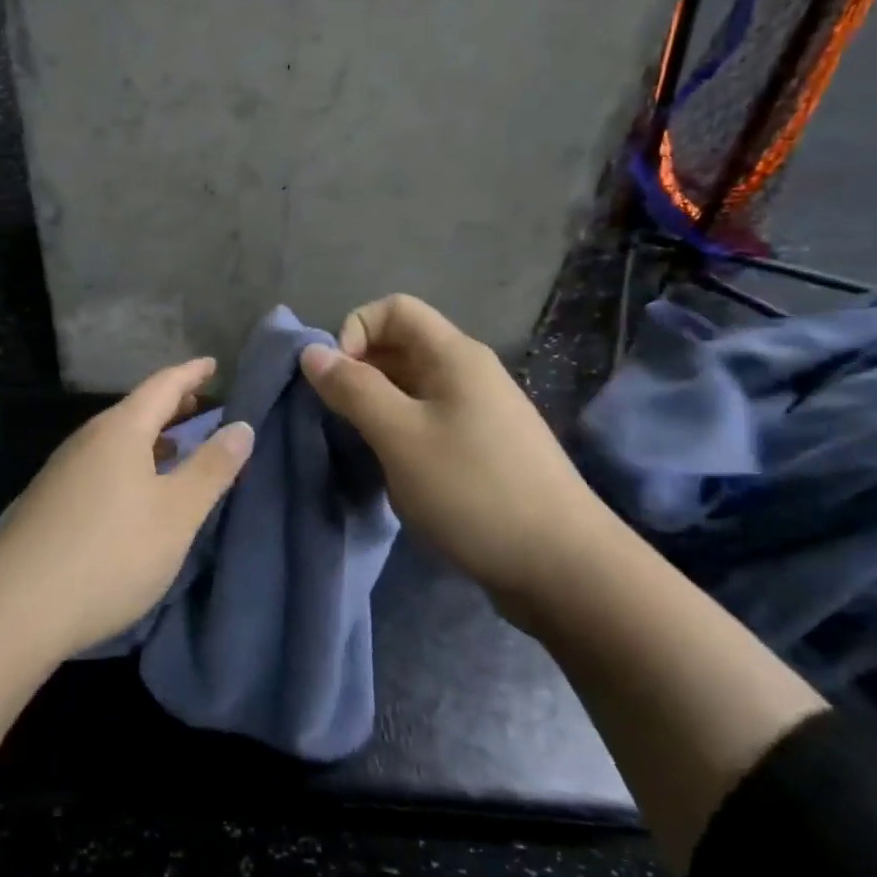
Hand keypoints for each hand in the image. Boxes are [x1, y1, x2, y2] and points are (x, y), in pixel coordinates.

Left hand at [0, 358, 254, 660]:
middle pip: (136, 409)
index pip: (162, 385)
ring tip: (176, 444)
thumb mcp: (176, 514)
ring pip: (116, 438)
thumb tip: (241, 426)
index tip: (213, 364)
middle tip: (203, 404)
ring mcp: (63, 470)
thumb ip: (211, 468)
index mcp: (120, 430)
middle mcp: (87, 439)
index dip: (191, 373)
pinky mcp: (50, 500)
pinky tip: (136, 489)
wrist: (15, 608)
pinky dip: (129, 461)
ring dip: (150, 435)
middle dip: (171, 404)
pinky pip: (100, 463)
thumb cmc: (111, 553)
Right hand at [299, 294, 606, 600]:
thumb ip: (353, 389)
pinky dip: (400, 431)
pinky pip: (429, 420)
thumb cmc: (473, 490)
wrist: (564, 567)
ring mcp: (481, 412)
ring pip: (412, 387)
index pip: (394, 308)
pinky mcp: (484, 449)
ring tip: (361, 445)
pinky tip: (394, 468)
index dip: (355, 330)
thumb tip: (312, 352)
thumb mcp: (400, 436)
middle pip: (402, 345)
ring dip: (377, 405)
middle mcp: (469, 373)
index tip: (338, 379)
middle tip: (338, 417)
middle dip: (360, 370)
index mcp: (454, 355)